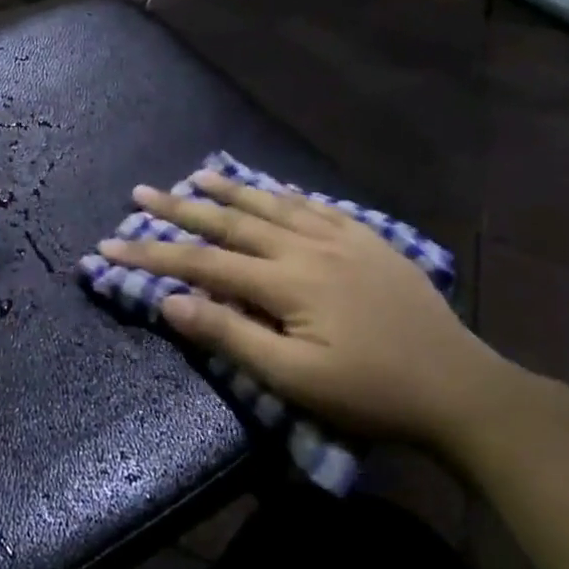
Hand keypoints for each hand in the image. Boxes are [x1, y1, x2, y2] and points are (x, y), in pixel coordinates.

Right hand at [98, 170, 535, 452]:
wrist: (460, 389)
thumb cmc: (369, 393)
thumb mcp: (292, 378)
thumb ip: (229, 335)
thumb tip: (169, 303)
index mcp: (286, 282)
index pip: (202, 263)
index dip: (152, 254)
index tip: (109, 244)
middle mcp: (308, 248)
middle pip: (231, 223)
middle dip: (180, 209)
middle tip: (141, 191)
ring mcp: (343, 240)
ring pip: (274, 206)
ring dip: (231, 190)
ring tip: (196, 174)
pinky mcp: (370, 243)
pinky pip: (319, 207)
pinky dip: (288, 195)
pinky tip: (276, 188)